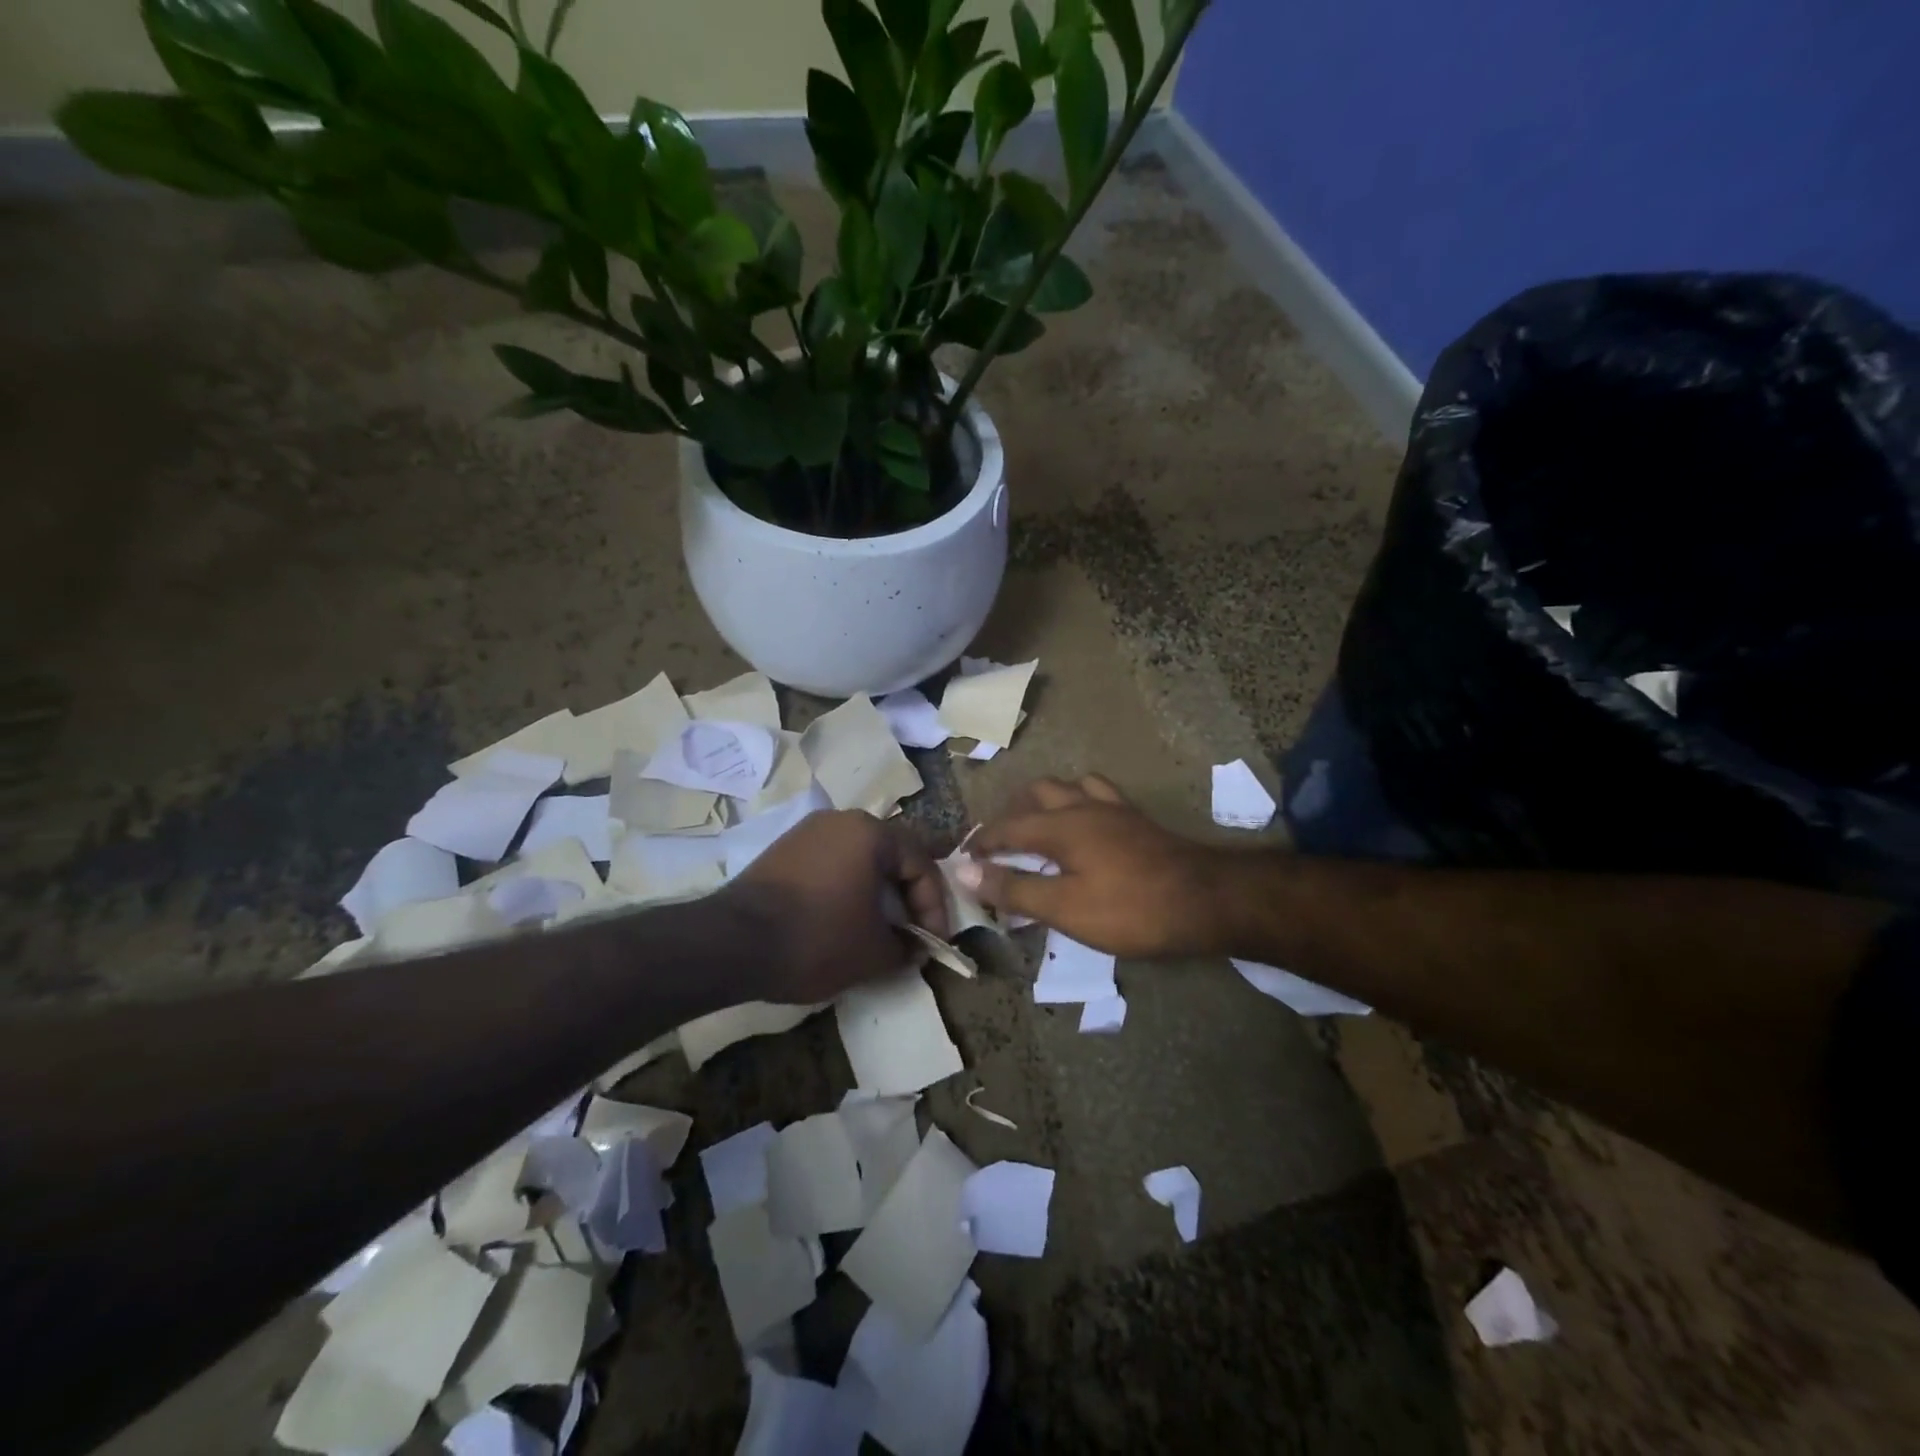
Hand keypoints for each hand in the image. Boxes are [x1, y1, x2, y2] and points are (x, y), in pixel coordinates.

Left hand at [723, 810, 950, 1002]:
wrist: (732, 942)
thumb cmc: (817, 938)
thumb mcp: (873, 953)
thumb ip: (906, 947)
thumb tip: (914, 947)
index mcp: (871, 833)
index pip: (920, 865)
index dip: (934, 908)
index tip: (933, 944)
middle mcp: (841, 820)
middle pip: (891, 855)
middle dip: (906, 896)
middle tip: (911, 931)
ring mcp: (807, 832)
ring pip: (859, 859)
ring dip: (876, 892)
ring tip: (878, 929)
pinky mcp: (782, 850)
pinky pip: (830, 864)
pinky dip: (845, 889)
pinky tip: (841, 919)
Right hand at [959, 775, 1226, 958]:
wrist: (1206, 900)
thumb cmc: (1130, 909)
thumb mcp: (1064, 908)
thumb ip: (1014, 888)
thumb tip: (964, 871)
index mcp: (1059, 826)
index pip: (1006, 828)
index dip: (982, 842)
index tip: (964, 858)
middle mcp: (1082, 806)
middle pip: (1036, 794)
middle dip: (1011, 814)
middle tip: (1000, 844)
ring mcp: (1113, 808)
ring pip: (1068, 787)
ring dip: (1045, 802)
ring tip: (1038, 828)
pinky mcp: (1136, 819)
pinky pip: (1099, 794)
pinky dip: (1080, 801)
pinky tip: (1085, 823)